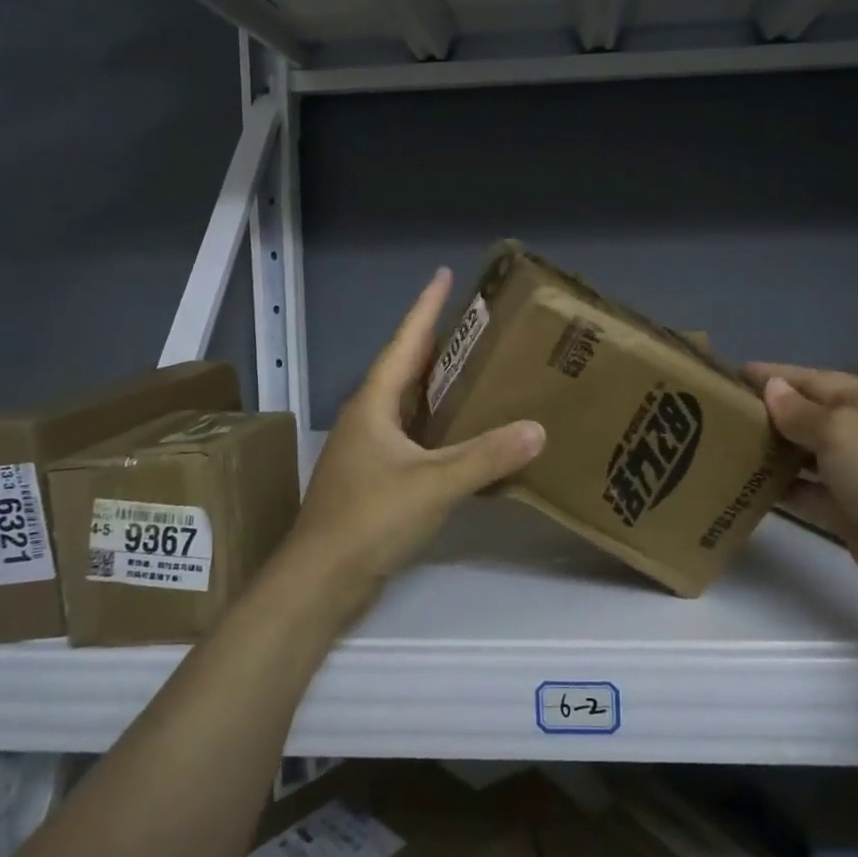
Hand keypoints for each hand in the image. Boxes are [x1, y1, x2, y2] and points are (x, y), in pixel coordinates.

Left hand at [286, 269, 544, 599]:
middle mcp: (368, 419)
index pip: (405, 343)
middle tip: (474, 323)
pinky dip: (436, 424)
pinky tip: (460, 431)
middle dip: (436, 342)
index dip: (425, 309)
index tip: (444, 276)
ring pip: (407, 403)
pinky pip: (411, 435)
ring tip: (473, 367)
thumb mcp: (433, 484)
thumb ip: (485, 457)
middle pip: (404, 368)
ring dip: (436, 383)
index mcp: (374, 405)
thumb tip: (537, 429)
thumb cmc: (370, 519)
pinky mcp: (374, 478)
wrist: (320, 581)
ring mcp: (368, 450)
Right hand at [747, 362, 857, 612]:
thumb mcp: (839, 429)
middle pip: (807, 416)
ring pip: (804, 455)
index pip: (812, 379)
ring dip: (771, 451)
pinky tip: (746, 485)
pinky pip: (806, 492)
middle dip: (767, 412)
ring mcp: (857, 475)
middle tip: (718, 412)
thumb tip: (773, 388)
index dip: (774, 375)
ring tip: (724, 446)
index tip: (731, 373)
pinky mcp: (849, 512)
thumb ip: (799, 411)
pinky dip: (781, 488)